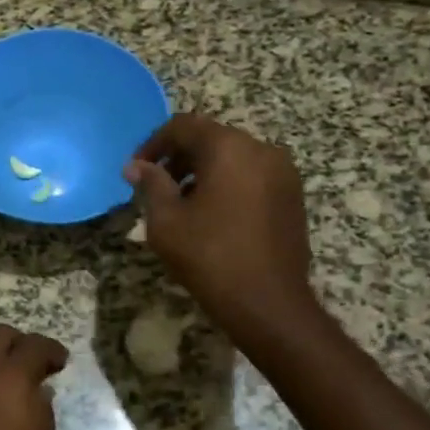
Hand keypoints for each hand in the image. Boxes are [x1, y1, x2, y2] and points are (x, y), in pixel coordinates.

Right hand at [123, 114, 318, 344]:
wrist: (268, 303)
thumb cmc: (209, 257)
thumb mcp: (167, 220)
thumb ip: (151, 185)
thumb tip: (136, 166)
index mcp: (229, 148)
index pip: (183, 126)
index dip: (153, 144)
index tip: (136, 170)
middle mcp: (261, 150)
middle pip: (211, 138)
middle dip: (179, 157)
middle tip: (155, 187)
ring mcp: (283, 173)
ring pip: (233, 157)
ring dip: (203, 171)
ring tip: (181, 204)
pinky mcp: (292, 196)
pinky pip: (252, 175)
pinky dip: (227, 183)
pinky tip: (212, 215)